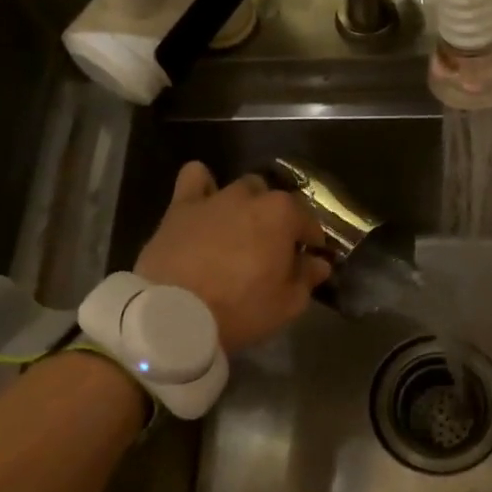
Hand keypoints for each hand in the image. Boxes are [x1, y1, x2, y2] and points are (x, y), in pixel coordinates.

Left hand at [135, 163, 330, 352]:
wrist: (174, 314)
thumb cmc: (240, 309)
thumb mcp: (287, 304)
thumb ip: (306, 278)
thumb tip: (318, 263)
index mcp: (283, 215)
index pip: (308, 222)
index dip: (311, 242)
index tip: (308, 260)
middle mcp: (251, 197)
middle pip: (274, 201)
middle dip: (277, 220)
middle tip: (271, 249)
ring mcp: (214, 198)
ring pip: (240, 188)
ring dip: (246, 204)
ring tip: (239, 230)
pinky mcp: (180, 207)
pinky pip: (194, 177)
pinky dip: (203, 185)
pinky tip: (205, 203)